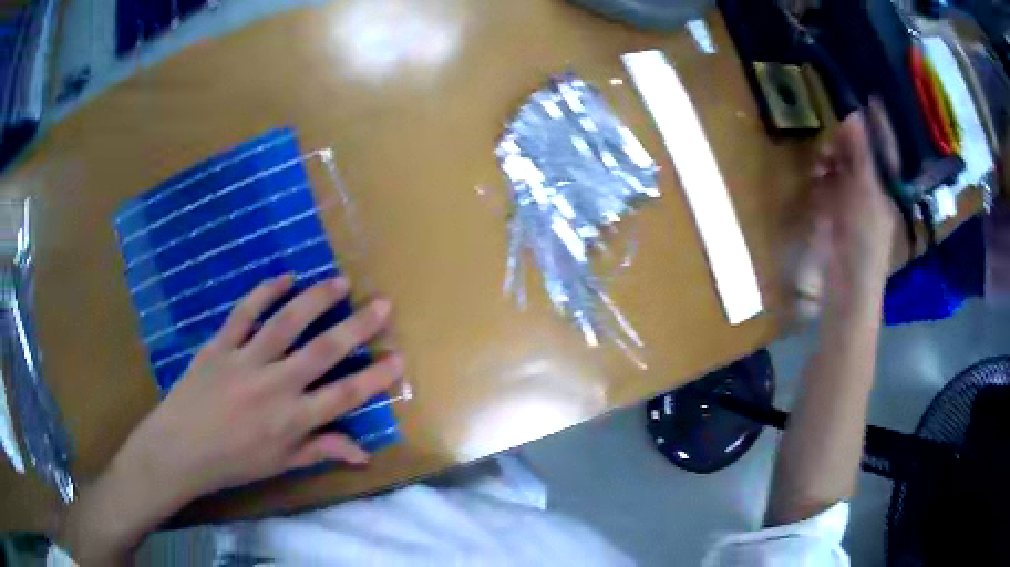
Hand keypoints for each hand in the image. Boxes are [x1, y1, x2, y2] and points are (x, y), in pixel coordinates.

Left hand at [121, 274, 400, 502]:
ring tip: (339, 282)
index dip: (374, 377)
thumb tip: (364, 453)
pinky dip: (265, 292)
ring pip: (286, 323)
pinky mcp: (220, 345)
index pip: (344, 396)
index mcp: (291, 420)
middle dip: (356, 327)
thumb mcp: (280, 464)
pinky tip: (285, 277)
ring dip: (315, 300)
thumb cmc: (233, 462)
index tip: (398, 359)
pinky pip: (244, 313)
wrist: (180, 449)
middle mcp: (274, 386)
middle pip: (322, 352)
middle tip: (382, 305)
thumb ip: (321, 451)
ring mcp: (245, 361)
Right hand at [810, 104, 899, 305]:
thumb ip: (858, 152)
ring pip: (843, 165)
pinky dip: (823, 175)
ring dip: (832, 157)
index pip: (885, 147)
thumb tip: (852, 113)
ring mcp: (854, 200)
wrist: (846, 287)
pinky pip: (829, 182)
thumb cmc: (864, 240)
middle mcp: (873, 189)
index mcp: (887, 186)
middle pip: (861, 153)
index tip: (870, 96)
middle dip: (848, 140)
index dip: (879, 123)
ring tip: (822, 159)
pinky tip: (817, 175)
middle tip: (836, 127)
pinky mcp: (836, 212)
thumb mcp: (864, 191)